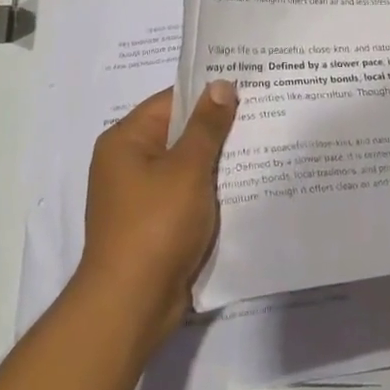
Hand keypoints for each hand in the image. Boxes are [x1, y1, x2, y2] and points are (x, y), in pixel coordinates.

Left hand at [74, 82, 238, 343]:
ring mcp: (141, 195)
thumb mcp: (187, 169)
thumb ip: (207, 126)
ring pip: (187, 165)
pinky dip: (210, 189)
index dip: (209, 93)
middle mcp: (128, 162)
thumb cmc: (156, 225)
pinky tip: (245, 185)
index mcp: (126, 141)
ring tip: (263, 144)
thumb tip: (221, 85)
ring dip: (217, 161)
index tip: (249, 86)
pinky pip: (187, 194)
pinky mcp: (155, 223)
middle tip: (264, 113)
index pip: (172, 101)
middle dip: (218, 128)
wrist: (131, 304)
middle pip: (179, 133)